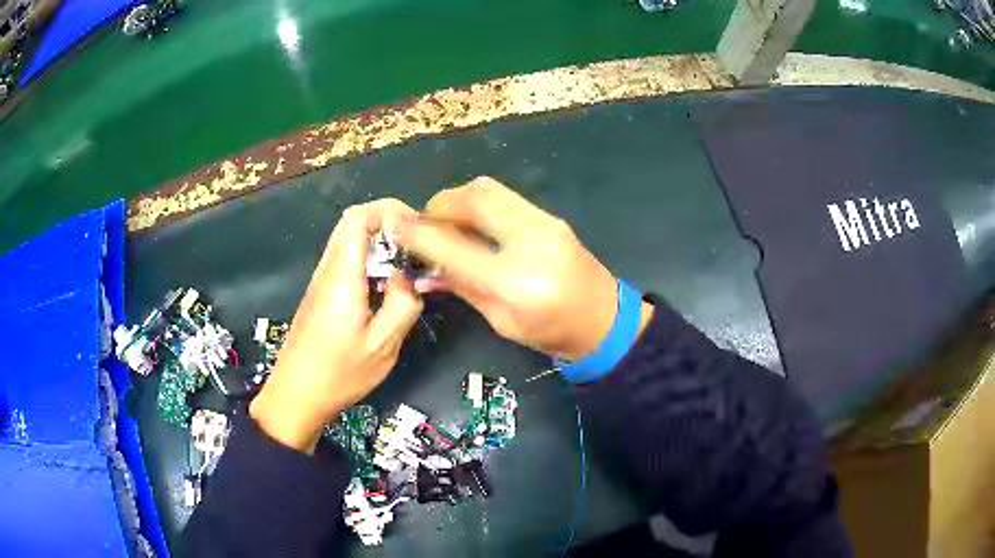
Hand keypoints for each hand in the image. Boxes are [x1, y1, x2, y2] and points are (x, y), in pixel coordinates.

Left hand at [250, 199, 423, 452]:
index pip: (359, 217)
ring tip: (408, 263)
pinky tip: (386, 284)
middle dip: (388, 221)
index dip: (390, 210)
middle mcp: (328, 269)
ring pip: (348, 239)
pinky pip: (346, 259)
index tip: (418, 228)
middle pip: (352, 221)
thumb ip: (403, 304)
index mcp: (342, 276)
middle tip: (417, 243)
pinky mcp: (320, 293)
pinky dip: (369, 258)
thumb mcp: (382, 346)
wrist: (296, 395)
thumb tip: (413, 276)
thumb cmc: (338, 374)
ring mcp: (321, 280)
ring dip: (379, 240)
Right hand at [396, 177, 652, 361]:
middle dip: (440, 205)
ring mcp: (545, 223)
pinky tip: (475, 225)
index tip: (394, 225)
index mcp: (514, 283)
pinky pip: (505, 198)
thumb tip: (423, 269)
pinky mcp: (551, 217)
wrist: (604, 321)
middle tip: (426, 223)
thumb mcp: (500, 321)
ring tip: (448, 223)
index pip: (453, 247)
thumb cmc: (551, 333)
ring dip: (459, 200)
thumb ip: (461, 287)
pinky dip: (480, 204)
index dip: (418, 233)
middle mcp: (531, 242)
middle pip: (474, 198)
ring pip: (489, 189)